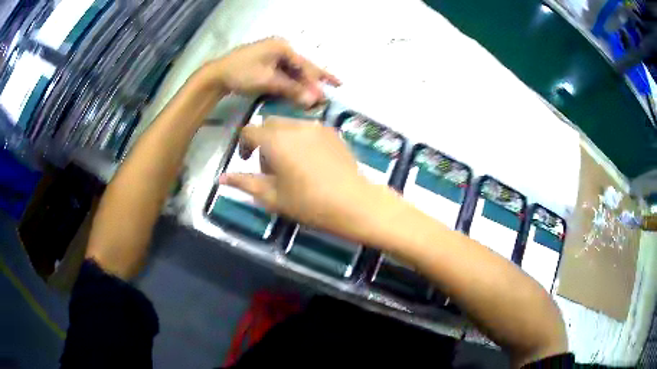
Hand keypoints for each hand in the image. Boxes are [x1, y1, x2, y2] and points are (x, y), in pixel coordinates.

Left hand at [208, 37, 339, 106]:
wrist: (216, 76)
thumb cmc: (242, 73)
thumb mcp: (268, 81)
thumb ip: (291, 89)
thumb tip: (314, 99)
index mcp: (281, 47)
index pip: (304, 64)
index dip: (318, 79)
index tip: (332, 89)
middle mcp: (279, 48)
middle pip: (301, 65)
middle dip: (316, 78)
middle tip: (336, 85)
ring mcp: (272, 55)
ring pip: (293, 70)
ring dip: (304, 82)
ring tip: (320, 91)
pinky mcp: (265, 63)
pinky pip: (283, 73)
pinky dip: (291, 82)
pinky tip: (300, 90)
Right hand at [219, 117, 398, 240]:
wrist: (354, 203)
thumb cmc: (309, 203)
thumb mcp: (272, 197)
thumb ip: (245, 183)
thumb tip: (221, 178)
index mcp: (276, 140)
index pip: (250, 130)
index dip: (244, 144)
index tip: (246, 160)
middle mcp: (295, 126)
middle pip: (270, 124)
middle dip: (263, 140)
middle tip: (270, 167)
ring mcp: (317, 127)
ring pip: (289, 124)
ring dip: (282, 138)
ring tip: (291, 165)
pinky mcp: (333, 132)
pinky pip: (308, 129)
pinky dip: (300, 139)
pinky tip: (311, 161)